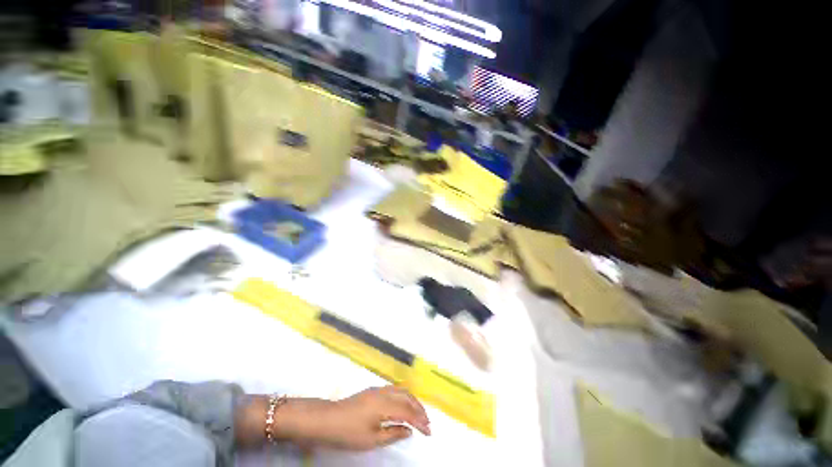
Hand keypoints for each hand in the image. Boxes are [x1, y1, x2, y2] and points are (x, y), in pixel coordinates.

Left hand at [310, 386, 430, 449]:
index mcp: (385, 405)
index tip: (429, 432)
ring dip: (412, 401)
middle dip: (419, 408)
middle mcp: (384, 393)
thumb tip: (409, 431)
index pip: (408, 412)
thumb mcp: (372, 439)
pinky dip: (403, 396)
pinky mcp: (372, 390)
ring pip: (401, 391)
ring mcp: (378, 389)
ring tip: (419, 413)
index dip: (420, 421)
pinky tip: (403, 404)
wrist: (328, 419)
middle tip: (427, 422)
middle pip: (407, 397)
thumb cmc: (349, 432)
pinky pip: (393, 389)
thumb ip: (393, 433)